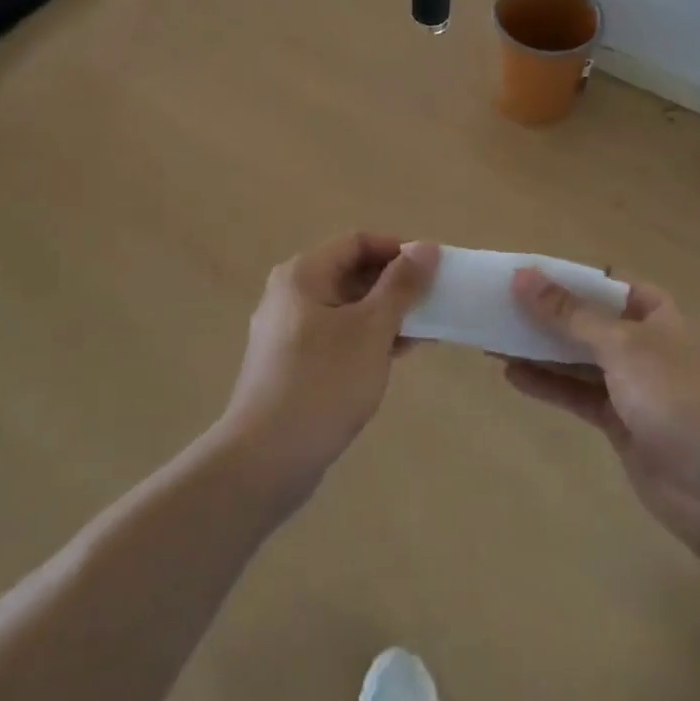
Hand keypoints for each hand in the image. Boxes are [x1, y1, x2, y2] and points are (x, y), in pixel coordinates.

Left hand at [217, 234, 436, 505]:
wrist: (266, 459)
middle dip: (394, 284)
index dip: (398, 249)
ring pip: (345, 306)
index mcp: (304, 273)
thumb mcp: (371, 329)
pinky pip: (335, 334)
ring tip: (424, 332)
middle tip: (433, 302)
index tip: (433, 269)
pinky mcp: (290, 363)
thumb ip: (401, 285)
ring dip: (384, 313)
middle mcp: (290, 293)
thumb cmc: (323, 382)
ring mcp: (287, 330)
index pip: (357, 241)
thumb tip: (426, 246)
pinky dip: (365, 338)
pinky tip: (395, 356)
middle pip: (349, 271)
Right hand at [502, 269, 699, 565]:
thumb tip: (523, 275)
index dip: (568, 278)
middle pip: (589, 321)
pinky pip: (578, 395)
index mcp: (659, 317)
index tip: (524, 275)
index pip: (607, 285)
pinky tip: (512, 375)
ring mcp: (635, 388)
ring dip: (540, 349)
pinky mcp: (623, 425)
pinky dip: (548, 385)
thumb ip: (570, 314)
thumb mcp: (623, 347)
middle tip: (497, 305)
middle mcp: (647, 347)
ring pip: (579, 359)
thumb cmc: (681, 401)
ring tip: (492, 337)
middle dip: (547, 314)